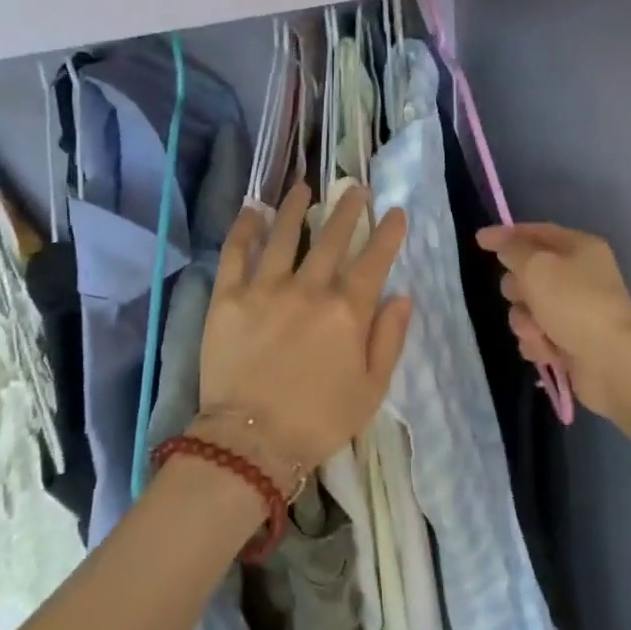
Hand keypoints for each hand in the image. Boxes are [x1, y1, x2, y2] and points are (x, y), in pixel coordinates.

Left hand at [200, 184, 411, 480]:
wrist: (251, 442)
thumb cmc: (319, 421)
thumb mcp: (372, 389)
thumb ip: (389, 338)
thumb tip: (401, 295)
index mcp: (347, 311)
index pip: (374, 260)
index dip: (387, 233)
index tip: (395, 211)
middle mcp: (309, 289)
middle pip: (332, 238)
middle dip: (348, 210)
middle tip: (355, 188)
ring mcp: (265, 288)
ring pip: (284, 234)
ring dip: (295, 207)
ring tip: (302, 187)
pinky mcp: (229, 297)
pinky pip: (235, 253)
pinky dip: (244, 228)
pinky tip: (252, 210)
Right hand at [478, 223, 630, 443]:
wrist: (613, 363)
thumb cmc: (574, 304)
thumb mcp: (536, 266)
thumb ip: (512, 250)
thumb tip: (504, 245)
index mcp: (579, 248)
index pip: (536, 232)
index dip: (507, 235)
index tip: (479, 241)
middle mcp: (579, 275)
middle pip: (528, 272)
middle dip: (517, 288)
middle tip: (522, 296)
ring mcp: (575, 310)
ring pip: (527, 307)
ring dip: (525, 321)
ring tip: (539, 332)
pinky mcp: (570, 340)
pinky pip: (537, 334)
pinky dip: (537, 342)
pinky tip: (547, 351)